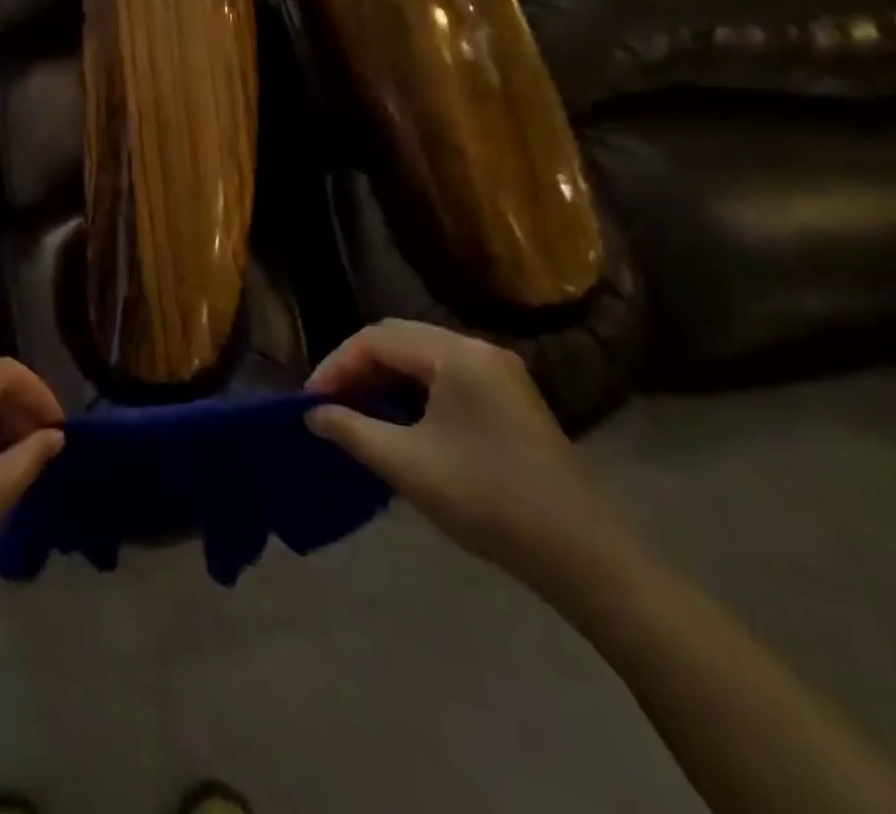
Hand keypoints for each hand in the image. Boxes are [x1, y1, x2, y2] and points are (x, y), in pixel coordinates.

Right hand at [306, 320, 636, 593]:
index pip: (377, 339)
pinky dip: (411, 389)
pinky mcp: (508, 398)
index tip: (311, 400)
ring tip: (355, 410)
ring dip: (383, 377)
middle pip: (398, 339)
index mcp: (456, 355)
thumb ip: (351, 429)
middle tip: (328, 401)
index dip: (336, 365)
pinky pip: (444, 376)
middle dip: (357, 366)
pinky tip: (397, 419)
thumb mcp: (407, 465)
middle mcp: (477, 350)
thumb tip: (313, 414)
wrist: (584, 556)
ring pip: (421, 357)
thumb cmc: (488, 499)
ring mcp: (498, 373)